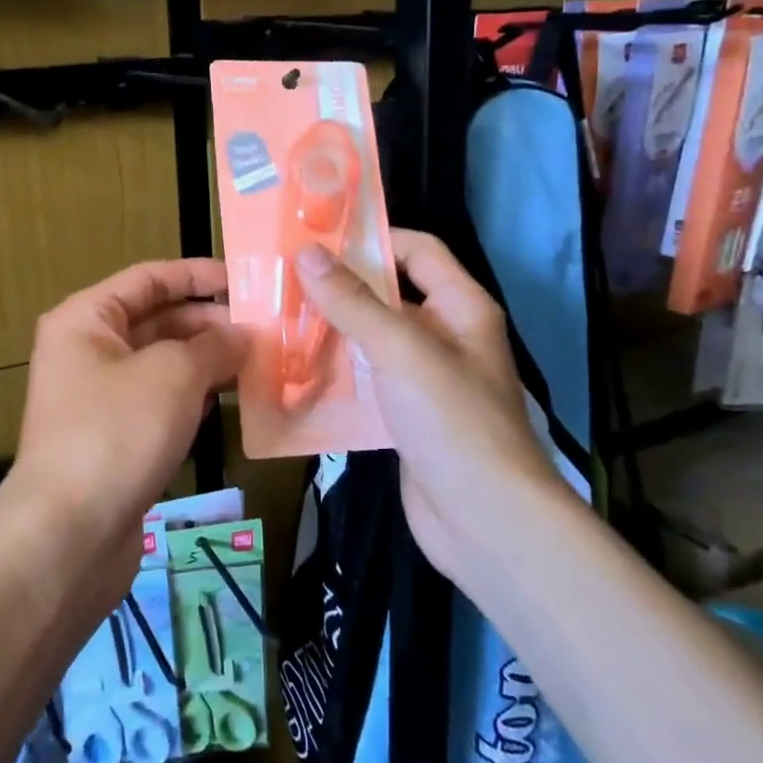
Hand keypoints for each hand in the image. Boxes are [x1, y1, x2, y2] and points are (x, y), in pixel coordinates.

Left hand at [9, 258, 246, 587]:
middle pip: (158, 320)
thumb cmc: (116, 433)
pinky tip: (233, 402)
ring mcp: (100, 397)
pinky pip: (161, 402)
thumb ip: (214, 345)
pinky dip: (195, 398)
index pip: (149, 278)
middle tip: (266, 331)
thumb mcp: (173, 375)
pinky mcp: (115, 438)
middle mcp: (88, 351)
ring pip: (164, 364)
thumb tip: (245, 335)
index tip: (245, 281)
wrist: (67, 537)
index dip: (197, 275)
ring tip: (261, 364)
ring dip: (208, 362)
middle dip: (210, 323)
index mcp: (86, 319)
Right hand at [294, 231, 560, 579]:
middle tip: (282, 280)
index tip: (316, 239)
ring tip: (276, 321)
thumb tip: (307, 252)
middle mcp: (445, 335)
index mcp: (460, 307)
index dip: (372, 238)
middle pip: (389, 295)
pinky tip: (294, 372)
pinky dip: (335, 374)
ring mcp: (425, 379)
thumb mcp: (401, 350)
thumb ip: (353, 302)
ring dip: (331, 332)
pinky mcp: (406, 416)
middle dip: (340, 287)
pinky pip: (366, 381)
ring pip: (372, 340)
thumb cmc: (453, 421)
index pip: (417, 250)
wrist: (486, 523)